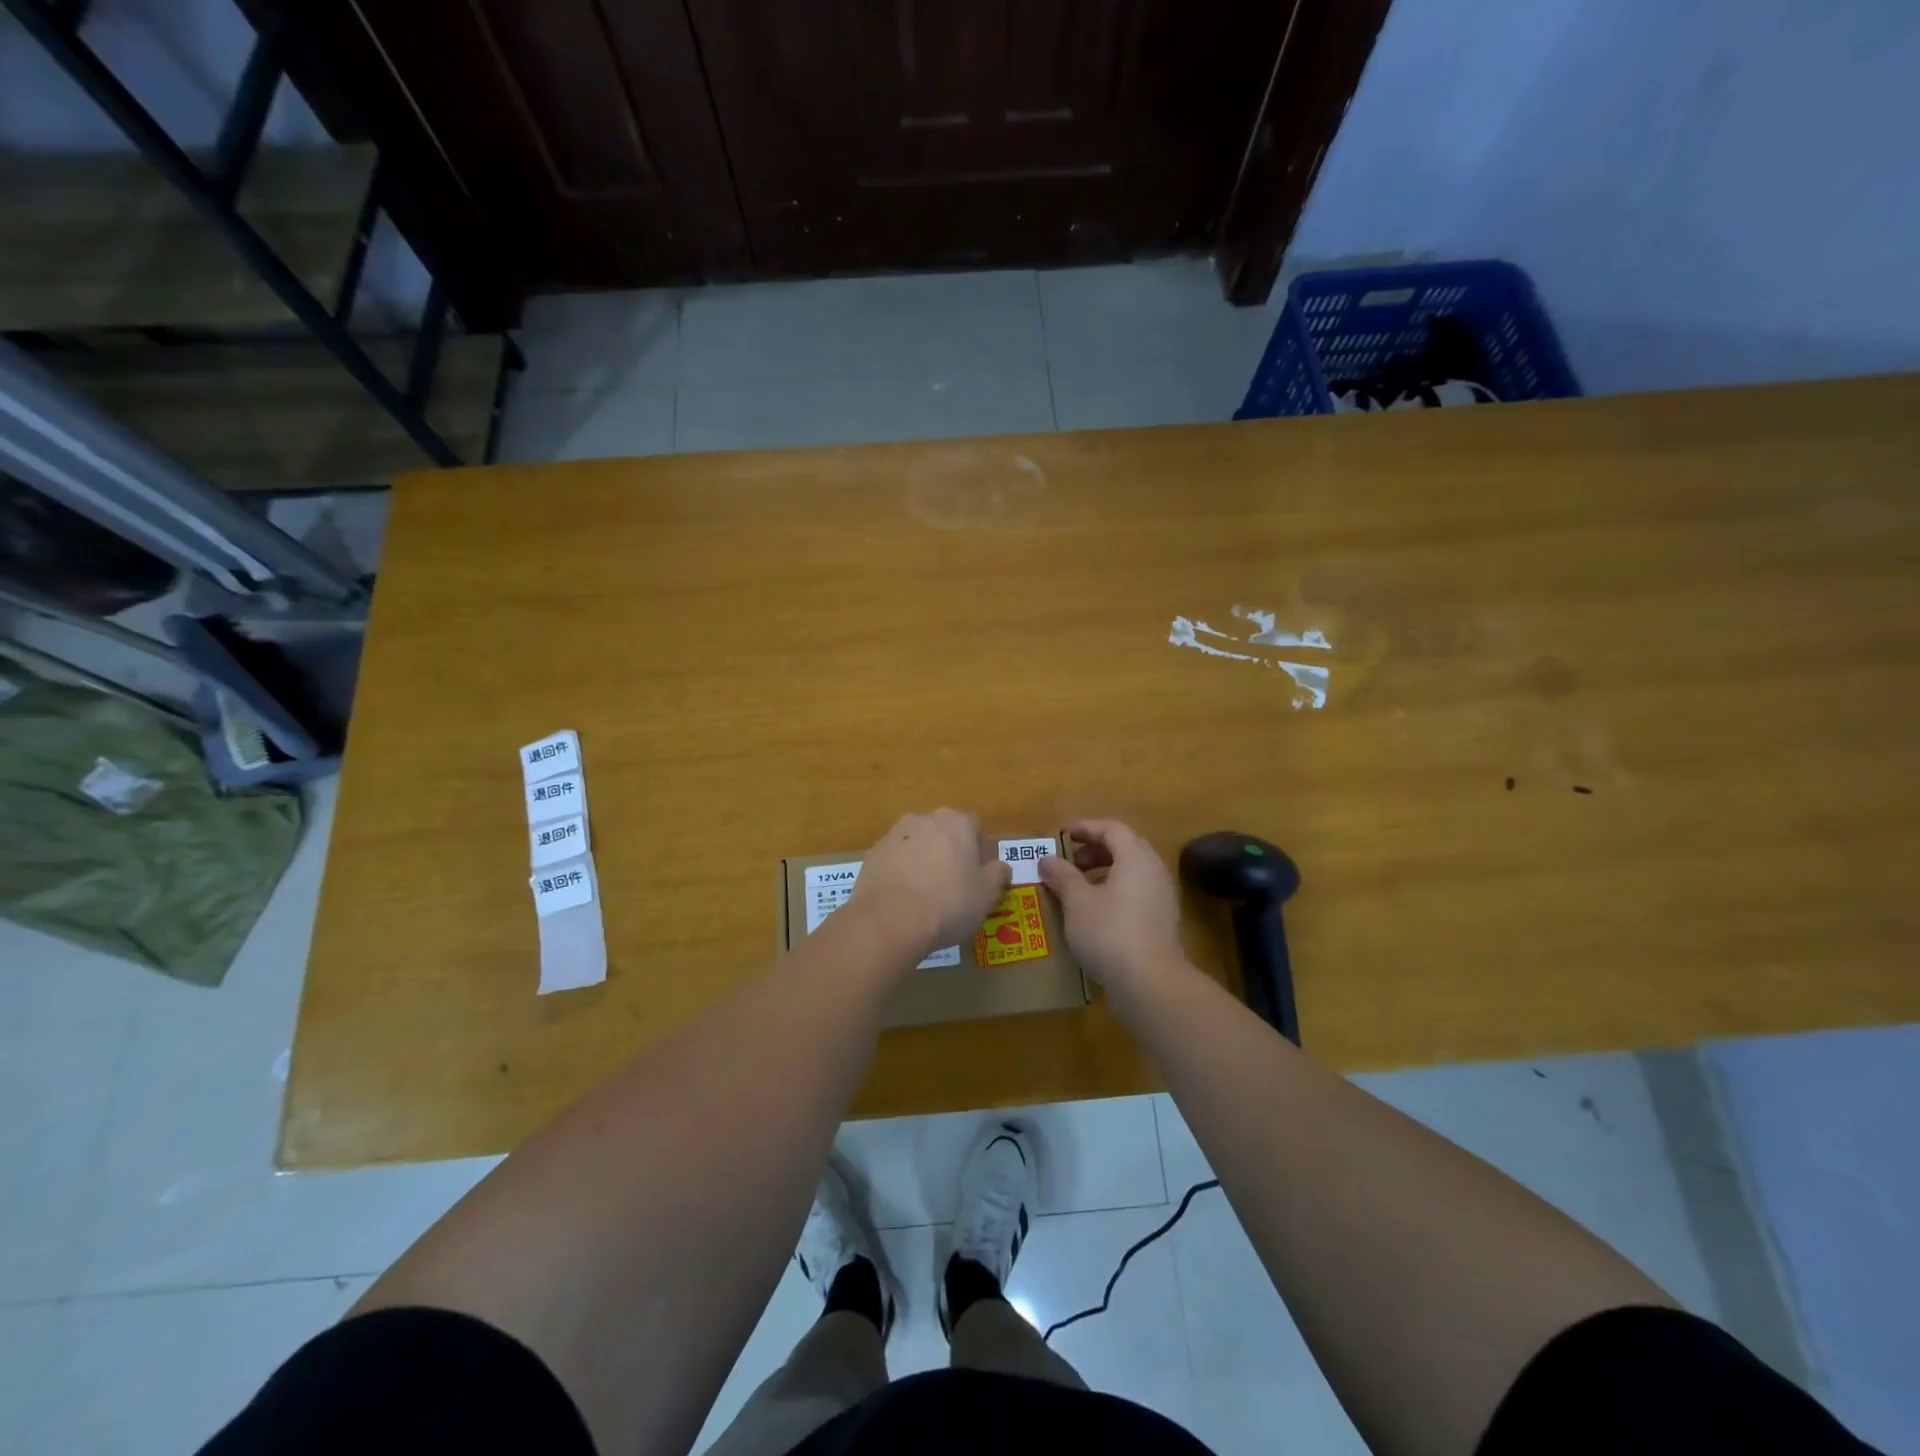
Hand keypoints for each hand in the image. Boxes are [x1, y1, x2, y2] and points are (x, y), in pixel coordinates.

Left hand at [848, 809, 1010, 961]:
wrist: (890, 920)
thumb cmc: (949, 904)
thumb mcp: (987, 894)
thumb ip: (998, 874)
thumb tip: (1000, 866)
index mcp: (958, 822)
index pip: (975, 829)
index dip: (979, 853)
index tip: (977, 878)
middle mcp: (925, 819)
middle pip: (944, 833)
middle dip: (949, 853)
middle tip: (953, 887)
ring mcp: (895, 834)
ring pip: (917, 844)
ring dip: (923, 861)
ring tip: (925, 895)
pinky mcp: (873, 854)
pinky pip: (895, 860)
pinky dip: (900, 872)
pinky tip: (903, 899)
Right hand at [1038, 819, 1186, 991]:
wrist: (1150, 983)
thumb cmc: (1109, 931)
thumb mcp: (1077, 901)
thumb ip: (1062, 876)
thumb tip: (1047, 860)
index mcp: (1136, 857)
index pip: (1112, 829)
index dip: (1085, 828)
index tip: (1062, 835)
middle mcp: (1154, 871)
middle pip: (1124, 848)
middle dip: (1094, 851)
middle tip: (1068, 862)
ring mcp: (1161, 898)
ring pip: (1131, 873)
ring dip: (1102, 873)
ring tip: (1076, 888)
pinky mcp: (1161, 922)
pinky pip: (1135, 894)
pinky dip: (1113, 893)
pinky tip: (1092, 913)